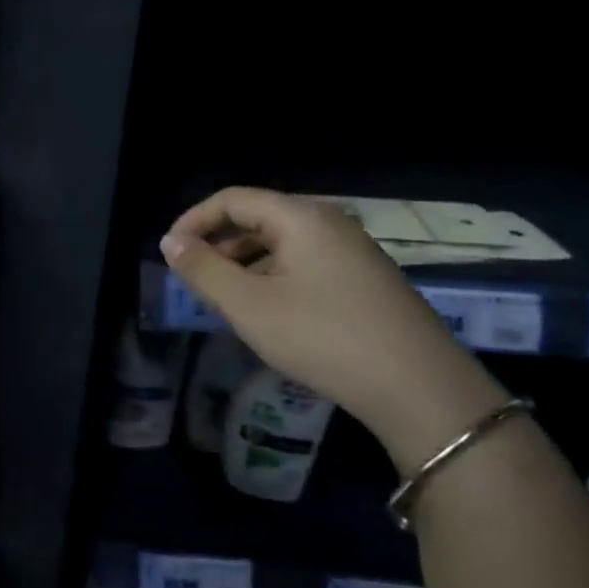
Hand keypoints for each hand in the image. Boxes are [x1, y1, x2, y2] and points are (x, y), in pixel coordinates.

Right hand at [161, 188, 507, 473]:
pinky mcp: (364, 278)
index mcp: (301, 217)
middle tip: (193, 279)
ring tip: (224, 298)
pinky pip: (303, 262)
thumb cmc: (323, 338)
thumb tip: (170, 243)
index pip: (233, 199)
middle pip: (258, 217)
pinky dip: (272, 276)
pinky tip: (267, 311)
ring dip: (244, 263)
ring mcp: (352, 250)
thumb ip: (203, 270)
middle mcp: (329, 222)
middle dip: (218, 243)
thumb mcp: (249, 306)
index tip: (169, 253)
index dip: (193, 220)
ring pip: (281, 243)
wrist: (420, 388)